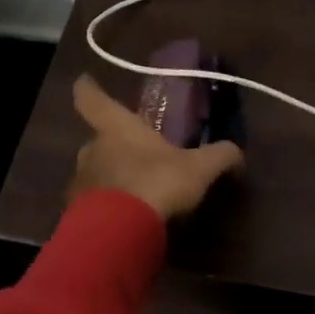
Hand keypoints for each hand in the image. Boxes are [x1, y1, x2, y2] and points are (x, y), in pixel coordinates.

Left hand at [69, 75, 243, 221]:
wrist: (119, 232)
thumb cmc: (157, 183)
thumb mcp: (199, 168)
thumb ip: (220, 156)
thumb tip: (238, 152)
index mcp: (117, 128)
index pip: (92, 98)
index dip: (88, 87)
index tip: (85, 80)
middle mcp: (92, 149)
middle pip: (98, 139)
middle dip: (115, 144)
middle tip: (138, 153)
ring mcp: (80, 181)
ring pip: (95, 171)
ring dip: (112, 176)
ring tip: (136, 190)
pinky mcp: (76, 212)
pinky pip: (93, 202)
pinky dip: (107, 206)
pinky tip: (127, 218)